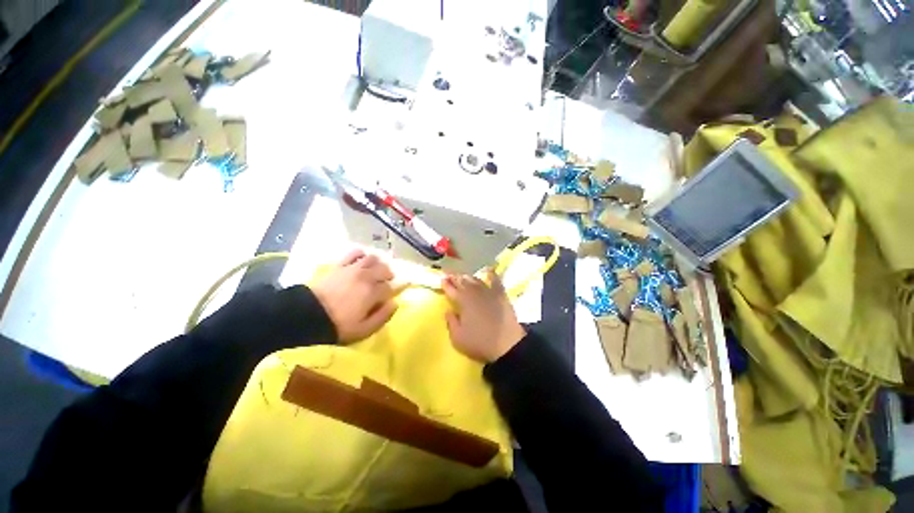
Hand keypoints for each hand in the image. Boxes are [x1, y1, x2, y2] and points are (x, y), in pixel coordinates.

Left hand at [311, 249, 397, 342]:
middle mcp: (366, 276)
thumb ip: (383, 316)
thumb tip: (395, 303)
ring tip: (374, 272)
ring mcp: (353, 268)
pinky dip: (361, 255)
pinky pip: (355, 253)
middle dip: (388, 276)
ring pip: (373, 258)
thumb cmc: (338, 325)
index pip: (390, 287)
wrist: (307, 316)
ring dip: (377, 264)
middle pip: (385, 269)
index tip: (388, 297)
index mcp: (373, 292)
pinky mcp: (340, 265)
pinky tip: (361, 261)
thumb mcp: (364, 330)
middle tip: (384, 284)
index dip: (392, 292)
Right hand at [442, 269, 524, 362]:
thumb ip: (451, 322)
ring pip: (476, 280)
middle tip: (450, 274)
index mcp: (463, 301)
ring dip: (469, 277)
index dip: (446, 284)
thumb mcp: (458, 338)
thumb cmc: (479, 342)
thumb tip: (448, 311)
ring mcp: (489, 292)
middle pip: (463, 282)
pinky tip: (489, 271)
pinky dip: (492, 275)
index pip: (451, 290)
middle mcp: (475, 293)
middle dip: (455, 277)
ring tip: (464, 275)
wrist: (507, 345)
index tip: (442, 279)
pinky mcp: (501, 295)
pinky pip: (496, 282)